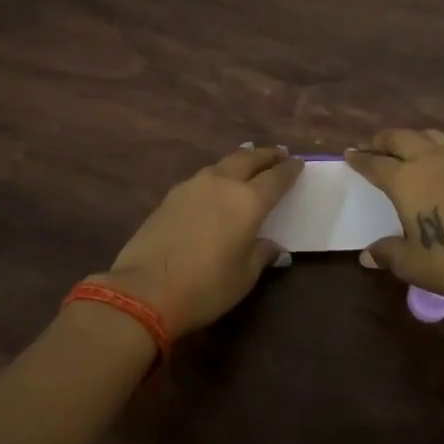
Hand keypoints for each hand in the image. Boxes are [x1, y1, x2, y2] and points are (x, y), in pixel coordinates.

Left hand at [96, 145, 302, 340]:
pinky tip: (216, 184)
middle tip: (278, 153)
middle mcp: (222, 184)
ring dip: (240, 160)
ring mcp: (192, 186)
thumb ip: (261, 254)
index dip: (289, 170)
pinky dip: (217, 175)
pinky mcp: (170, 196)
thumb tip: (273, 246)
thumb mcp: (244, 276)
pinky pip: (202, 177)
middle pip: (248, 159)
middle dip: (266, 154)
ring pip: (222, 164)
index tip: (298, 163)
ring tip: (248, 160)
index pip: (276, 178)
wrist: (144, 291)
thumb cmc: (205, 287)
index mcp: (248, 201)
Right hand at [345, 129, 443, 302]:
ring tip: (404, 148)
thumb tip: (367, 254)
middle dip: (382, 140)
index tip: (348, 154)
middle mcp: (430, 162)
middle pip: (400, 138)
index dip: (360, 159)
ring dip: (411, 138)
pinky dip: (434, 148)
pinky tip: (437, 165)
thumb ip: (388, 253)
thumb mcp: (412, 264)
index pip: (375, 164)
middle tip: (372, 146)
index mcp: (406, 180)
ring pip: (429, 135)